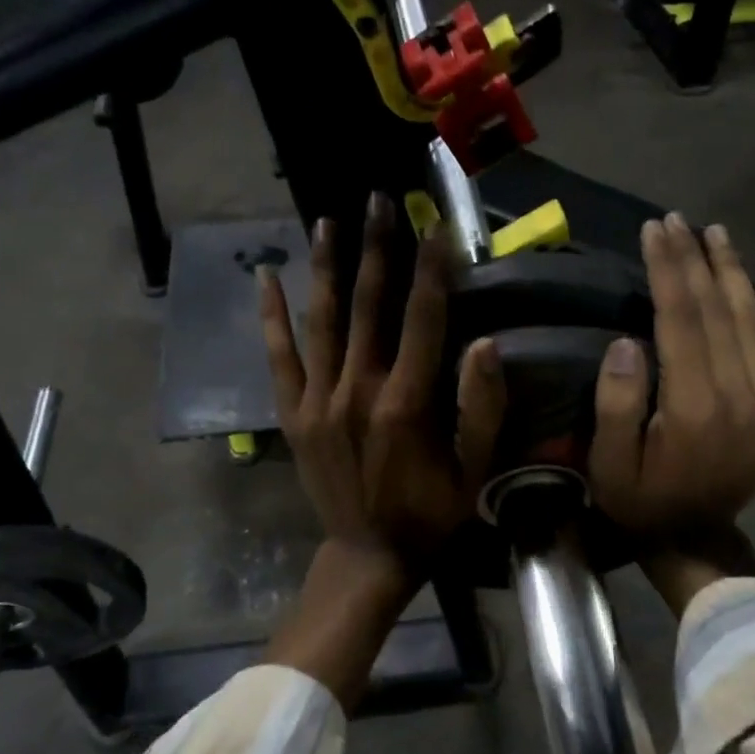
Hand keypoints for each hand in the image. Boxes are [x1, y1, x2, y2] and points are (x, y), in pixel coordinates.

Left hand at [257, 194, 505, 703]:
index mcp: (406, 403)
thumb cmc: (429, 514)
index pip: (423, 318)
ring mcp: (317, 400)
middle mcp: (357, 390)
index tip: (436, 224)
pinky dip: (272, 316)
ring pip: (321, 320)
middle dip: (377, 248)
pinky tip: (266, 276)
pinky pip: (279, 357)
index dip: (432, 269)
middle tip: (380, 199)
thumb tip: (488, 343)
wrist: (367, 555)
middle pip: (369, 305)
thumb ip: (482, 409)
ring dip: (327, 266)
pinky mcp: (292, 414)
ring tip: (330, 219)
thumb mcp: (474, 472)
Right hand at [589, 213, 754, 613]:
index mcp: (696, 410)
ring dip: (729, 273)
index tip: (655, 231)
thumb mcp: (608, 465)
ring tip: (712, 234)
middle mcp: (743, 398)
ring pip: (751, 321)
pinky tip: (736, 281)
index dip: (668, 270)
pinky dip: (751, 306)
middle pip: (718, 311)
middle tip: (675, 220)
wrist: (697, 539)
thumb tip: (628, 342)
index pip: (682, 320)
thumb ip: (616, 405)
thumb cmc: (641, 501)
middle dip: (695, 260)